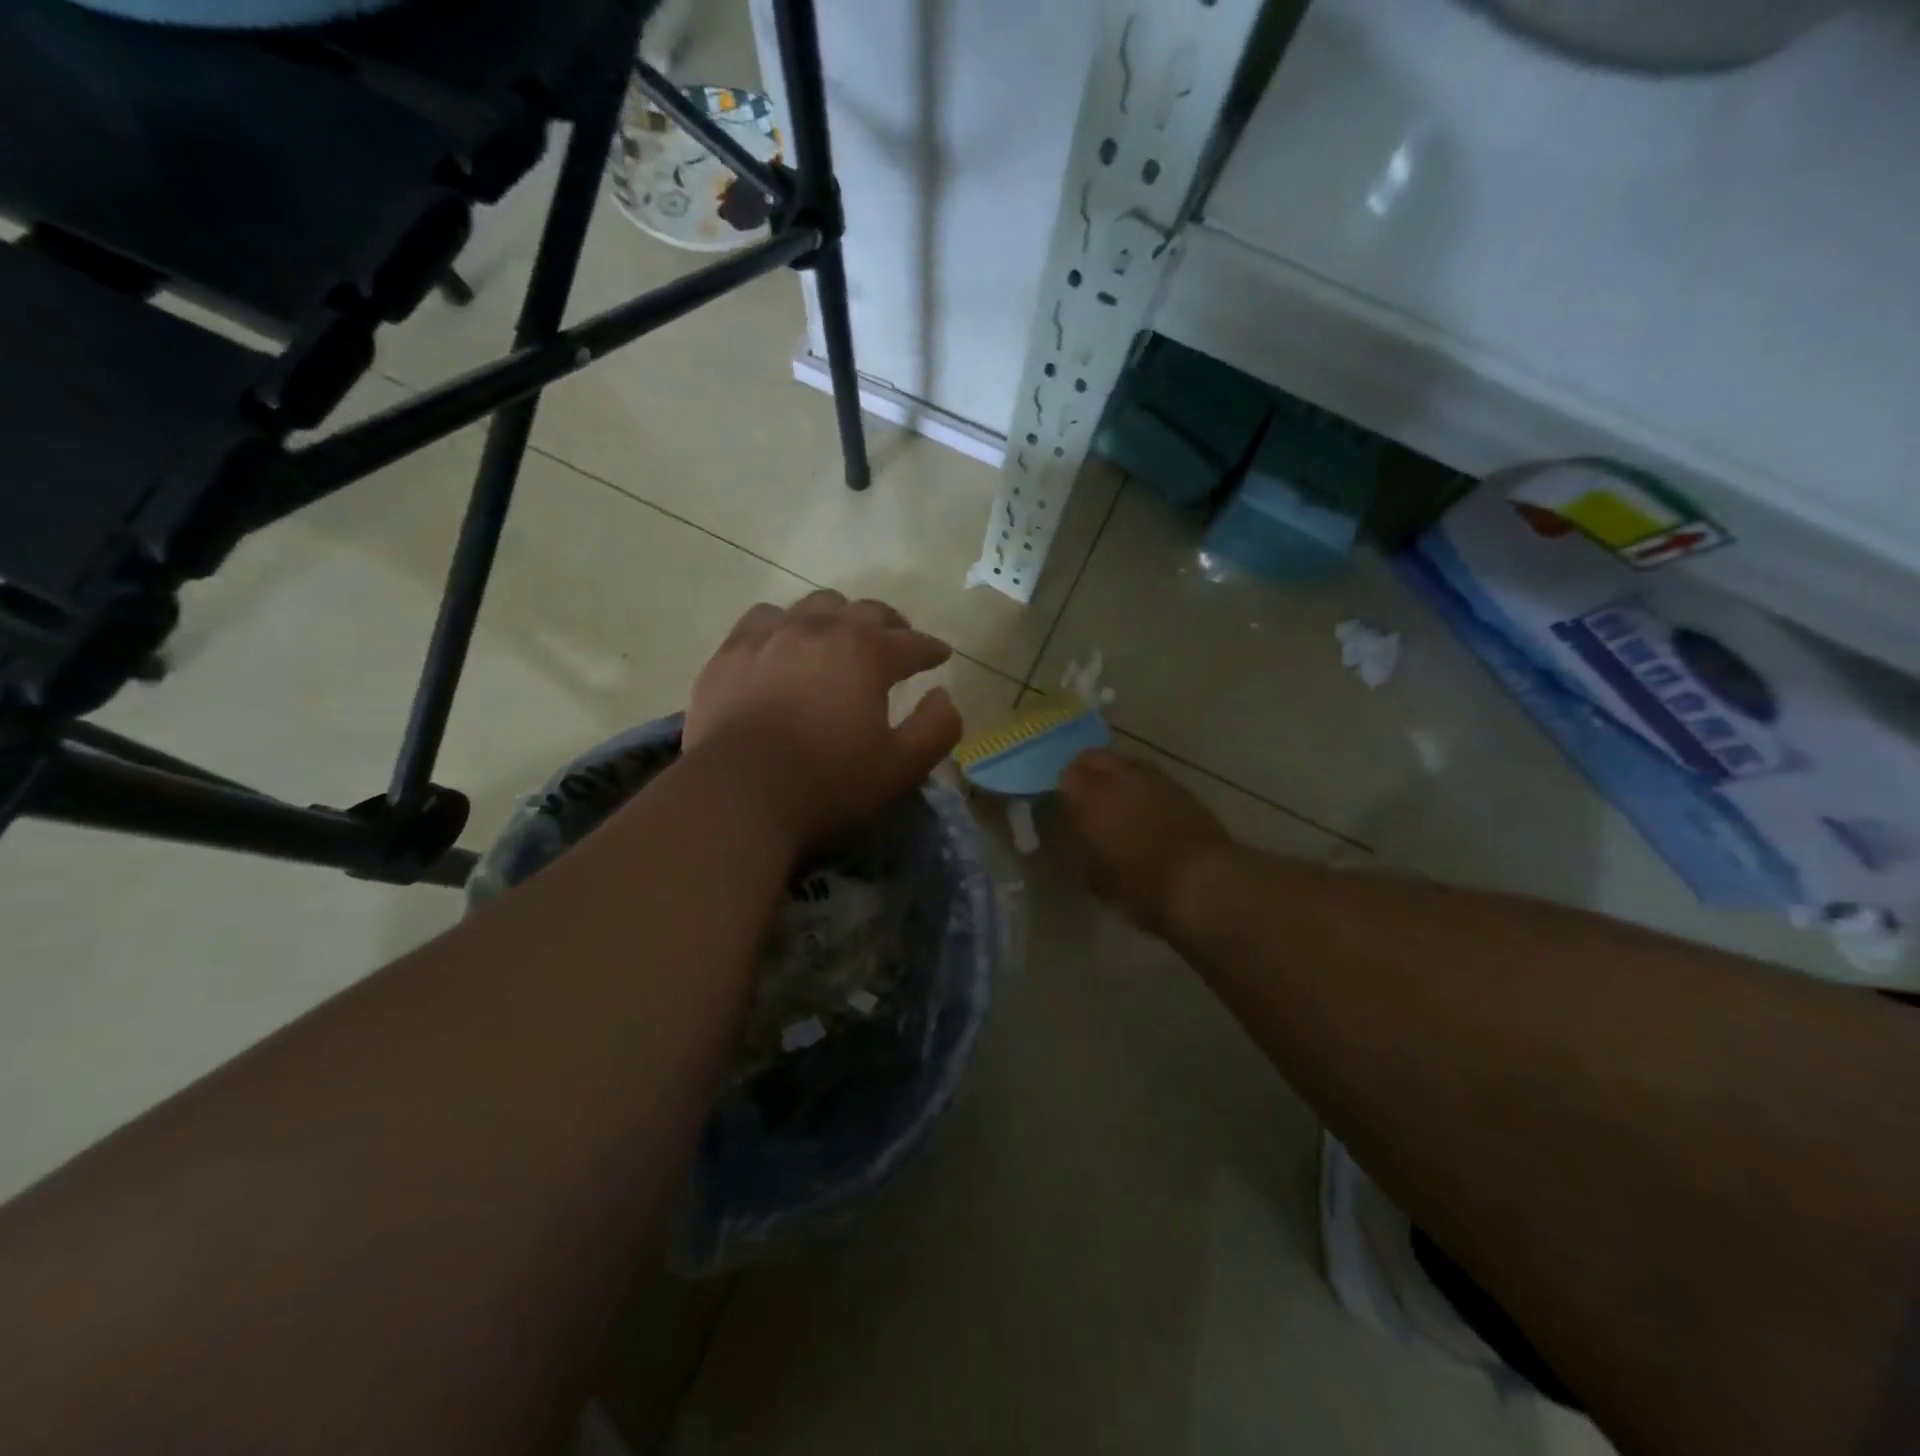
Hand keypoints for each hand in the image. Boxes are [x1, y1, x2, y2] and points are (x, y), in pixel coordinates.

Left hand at [683, 590, 963, 845]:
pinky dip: (786, 624)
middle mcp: (822, 629)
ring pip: (815, 605)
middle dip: (889, 625)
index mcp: (867, 653)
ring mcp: (772, 634)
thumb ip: (936, 728)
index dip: (931, 649)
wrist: (738, 794)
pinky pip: (766, 618)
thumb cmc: (827, 782)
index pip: (912, 642)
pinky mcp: (732, 651)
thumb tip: (944, 696)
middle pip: (866, 611)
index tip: (940, 656)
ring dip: (838, 617)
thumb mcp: (900, 767)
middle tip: (897, 643)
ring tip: (841, 637)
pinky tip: (784, 643)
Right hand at [1060, 749, 1231, 936]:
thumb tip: (1075, 838)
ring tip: (1118, 805)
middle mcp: (1119, 777)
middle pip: (1094, 759)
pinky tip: (1147, 812)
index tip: (1064, 809)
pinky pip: (1150, 779)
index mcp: (1090, 796)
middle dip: (1088, 774)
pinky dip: (1143, 789)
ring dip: (1117, 779)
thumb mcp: (1096, 877)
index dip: (1063, 791)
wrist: (1204, 882)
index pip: (1066, 775)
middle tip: (1087, 801)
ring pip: (1124, 765)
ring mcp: (1153, 777)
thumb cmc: (1140, 886)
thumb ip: (1080, 850)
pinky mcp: (1181, 787)